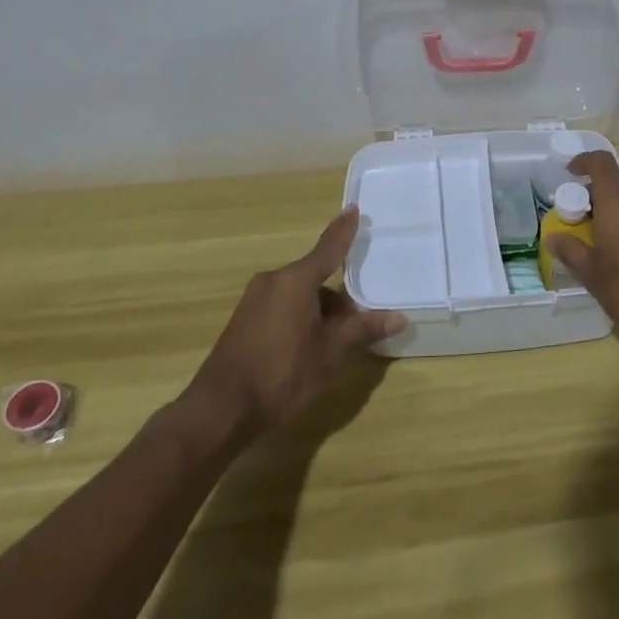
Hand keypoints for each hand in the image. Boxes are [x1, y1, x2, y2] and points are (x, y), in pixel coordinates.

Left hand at [178, 206, 404, 444]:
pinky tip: (306, 350)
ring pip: (298, 296)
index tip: (354, 209)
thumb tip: (398, 317)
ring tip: (332, 346)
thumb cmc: (281, 374)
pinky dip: (299, 319)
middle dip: (337, 300)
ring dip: (318, 313)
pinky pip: (281, 307)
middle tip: (356, 327)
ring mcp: (254, 300)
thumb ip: (362, 330)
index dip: (344, 230)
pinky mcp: (243, 320)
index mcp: (296, 280)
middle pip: (315, 278)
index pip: (328, 248)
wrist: (220, 409)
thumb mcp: (330, 354)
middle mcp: (273, 280)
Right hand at [548, 153, 618, 361]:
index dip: (584, 161)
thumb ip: (571, 251)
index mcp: (618, 202)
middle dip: (596, 199)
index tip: (570, 173)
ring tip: (602, 243)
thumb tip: (553, 238)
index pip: (601, 163)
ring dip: (616, 214)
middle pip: (616, 186)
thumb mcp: (592, 274)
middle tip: (580, 223)